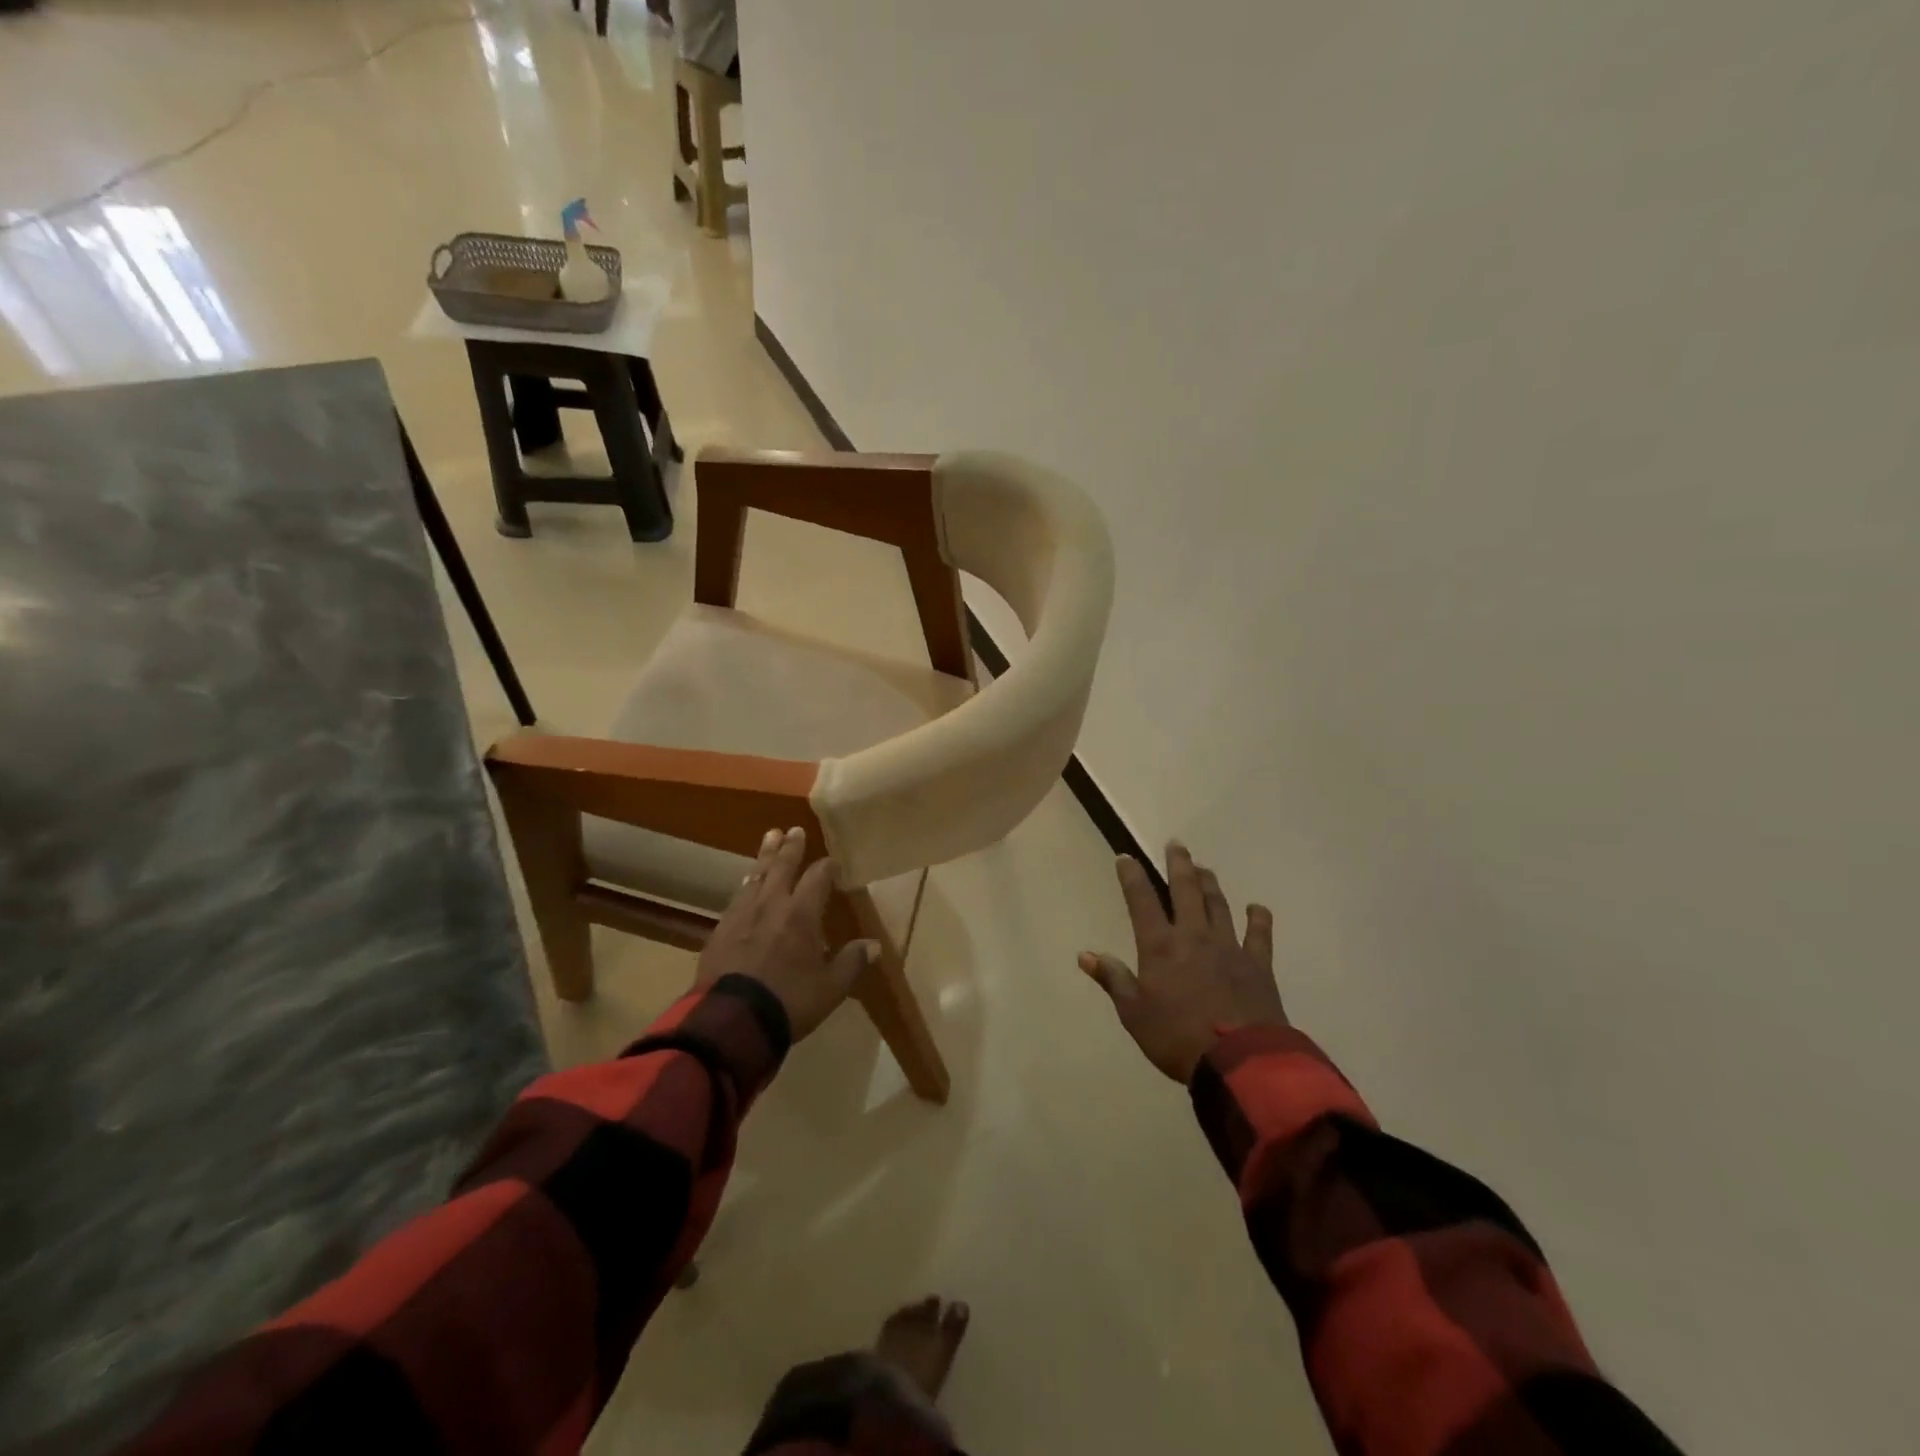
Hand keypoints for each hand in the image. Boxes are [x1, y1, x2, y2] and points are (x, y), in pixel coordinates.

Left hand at [697, 826, 878, 1041]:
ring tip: (769, 840)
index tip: (833, 861)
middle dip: (790, 847)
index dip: (827, 867)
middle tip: (793, 829)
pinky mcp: (720, 930)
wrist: (731, 1020)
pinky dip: (746, 884)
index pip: (817, 878)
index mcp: (801, 913)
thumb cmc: (789, 1001)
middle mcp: (771, 904)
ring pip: (756, 876)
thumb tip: (873, 945)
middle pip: (782, 867)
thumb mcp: (831, 987)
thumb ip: (851, 962)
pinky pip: (737, 897)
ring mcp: (742, 915)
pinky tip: (745, 884)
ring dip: (765, 857)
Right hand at [1078, 843, 1285, 1083]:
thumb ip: (1113, 979)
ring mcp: (1229, 947)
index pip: (1142, 901)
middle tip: (1176, 844)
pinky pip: (1259, 935)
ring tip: (1204, 867)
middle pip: (1185, 891)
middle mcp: (1193, 936)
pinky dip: (1258, 919)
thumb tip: (1085, 954)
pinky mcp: (1257, 964)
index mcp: (1160, 946)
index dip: (1132, 876)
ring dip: (1210, 884)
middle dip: (1178, 865)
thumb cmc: (1177, 1037)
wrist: (1240, 1061)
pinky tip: (1257, 907)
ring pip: (1218, 905)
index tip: (1125, 857)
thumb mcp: (1134, 1013)